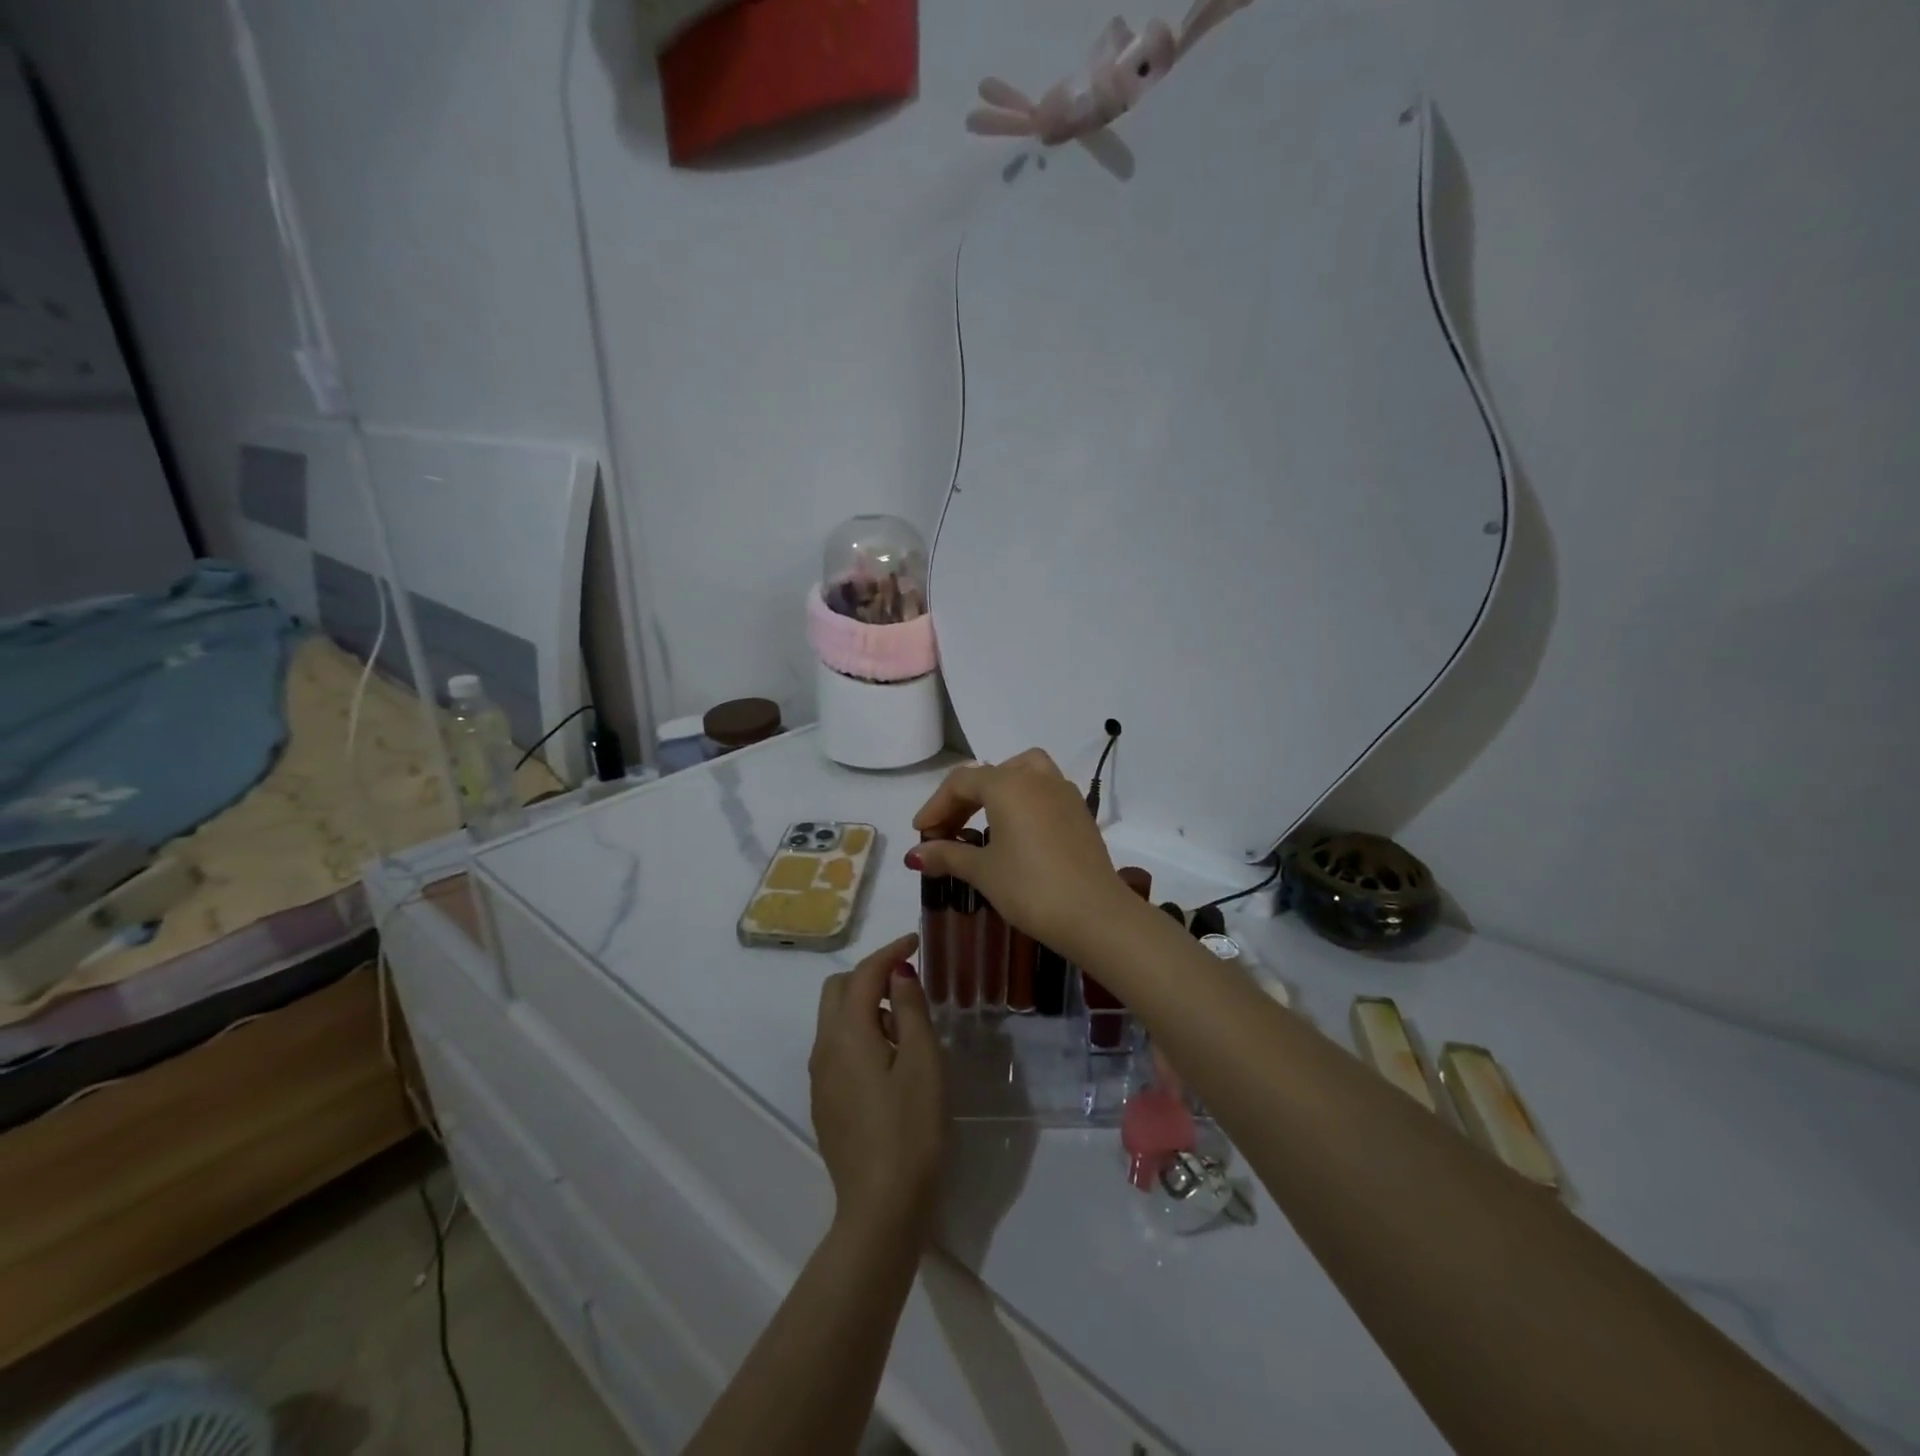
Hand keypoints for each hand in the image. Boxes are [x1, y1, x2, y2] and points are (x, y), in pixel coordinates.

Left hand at [809, 933, 945, 1236]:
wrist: (882, 1207)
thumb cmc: (911, 1129)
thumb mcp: (923, 1061)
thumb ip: (909, 1009)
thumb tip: (898, 973)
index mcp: (847, 1033)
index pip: (864, 974)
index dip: (890, 952)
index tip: (915, 941)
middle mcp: (824, 1048)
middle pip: (839, 990)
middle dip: (870, 974)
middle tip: (909, 981)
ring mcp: (820, 1077)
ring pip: (834, 1019)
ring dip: (865, 1004)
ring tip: (906, 1022)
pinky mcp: (825, 1101)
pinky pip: (837, 1047)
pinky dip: (859, 1032)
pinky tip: (889, 1057)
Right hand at [906, 749, 1136, 957]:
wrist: (1094, 914)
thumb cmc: (1030, 888)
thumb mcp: (983, 871)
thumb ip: (948, 855)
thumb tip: (915, 854)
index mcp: (1008, 784)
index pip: (961, 782)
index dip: (936, 805)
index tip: (921, 834)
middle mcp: (1037, 778)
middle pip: (991, 774)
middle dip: (963, 800)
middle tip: (946, 832)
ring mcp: (1064, 793)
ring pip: (1023, 773)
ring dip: (998, 790)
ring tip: (983, 821)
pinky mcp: (1080, 813)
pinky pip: (1044, 792)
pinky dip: (1023, 801)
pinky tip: (1016, 834)